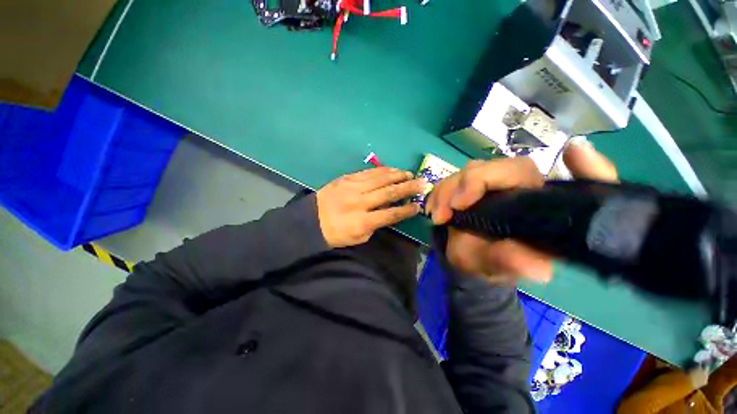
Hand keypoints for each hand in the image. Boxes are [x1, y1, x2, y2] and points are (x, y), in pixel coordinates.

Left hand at [316, 167, 426, 247]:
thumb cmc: (336, 233)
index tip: (418, 206)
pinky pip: (368, 172)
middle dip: (408, 188)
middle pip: (388, 193)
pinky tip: (392, 169)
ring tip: (410, 174)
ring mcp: (352, 188)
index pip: (390, 215)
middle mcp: (359, 202)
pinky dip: (382, 171)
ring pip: (380, 179)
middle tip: (423, 183)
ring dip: (397, 175)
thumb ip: (375, 225)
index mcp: (362, 222)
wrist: (311, 220)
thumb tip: (388, 211)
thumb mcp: (358, 237)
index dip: (406, 210)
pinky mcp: (346, 179)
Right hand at [426, 141, 617, 283]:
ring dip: (445, 192)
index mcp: (530, 200)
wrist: (469, 260)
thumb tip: (539, 268)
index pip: (518, 170)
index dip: (492, 176)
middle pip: (486, 167)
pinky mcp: (466, 187)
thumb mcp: (500, 266)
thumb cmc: (490, 262)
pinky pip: (449, 180)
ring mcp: (486, 184)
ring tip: (437, 217)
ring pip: (464, 172)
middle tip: (445, 212)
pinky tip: (433, 210)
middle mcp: (510, 186)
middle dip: (461, 186)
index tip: (461, 202)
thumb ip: (514, 263)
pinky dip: (437, 194)